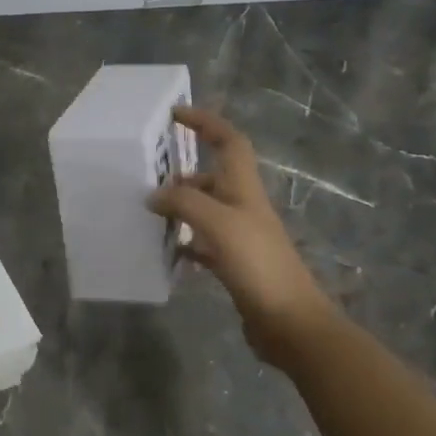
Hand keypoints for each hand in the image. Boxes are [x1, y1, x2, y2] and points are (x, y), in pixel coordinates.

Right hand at [148, 106, 339, 366]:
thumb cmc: (258, 265)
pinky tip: (164, 248)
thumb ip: (184, 204)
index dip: (206, 123)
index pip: (229, 142)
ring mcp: (239, 236)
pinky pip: (201, 242)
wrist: (289, 321)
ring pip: (203, 210)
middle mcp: (243, 207)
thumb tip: (153, 196)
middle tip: (146, 177)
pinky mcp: (233, 263)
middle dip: (180, 172)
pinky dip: (182, 240)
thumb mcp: (219, 225)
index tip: (176, 113)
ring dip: (178, 207)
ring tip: (147, 212)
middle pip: (211, 177)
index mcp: (244, 189)